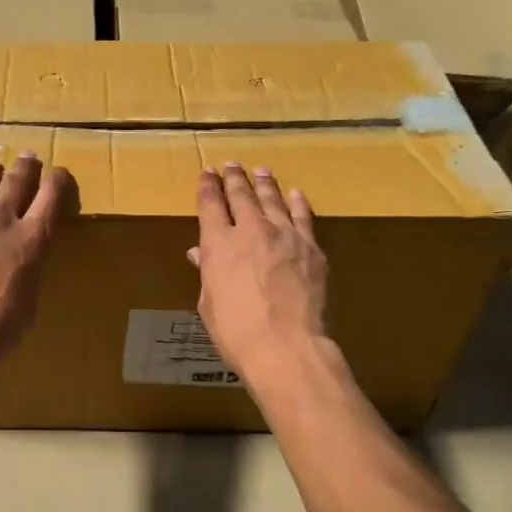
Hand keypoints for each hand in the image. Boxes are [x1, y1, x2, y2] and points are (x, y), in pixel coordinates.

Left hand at [0, 151, 72, 371]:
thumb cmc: (0, 326)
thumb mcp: (31, 295)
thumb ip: (29, 267)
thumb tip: (23, 258)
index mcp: (31, 239)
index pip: (50, 199)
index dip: (56, 182)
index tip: (59, 172)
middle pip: (14, 184)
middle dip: (23, 168)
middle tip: (26, 155)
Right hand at [187, 164, 328, 384]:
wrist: (286, 346)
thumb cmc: (236, 332)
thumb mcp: (210, 303)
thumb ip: (207, 272)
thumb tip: (200, 253)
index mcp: (218, 244)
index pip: (210, 204)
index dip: (208, 186)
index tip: (207, 172)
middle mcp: (250, 230)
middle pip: (241, 195)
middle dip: (235, 178)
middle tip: (232, 165)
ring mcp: (284, 236)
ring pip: (273, 199)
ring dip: (265, 183)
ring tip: (261, 171)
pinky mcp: (311, 248)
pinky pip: (303, 217)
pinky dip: (297, 203)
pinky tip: (295, 194)